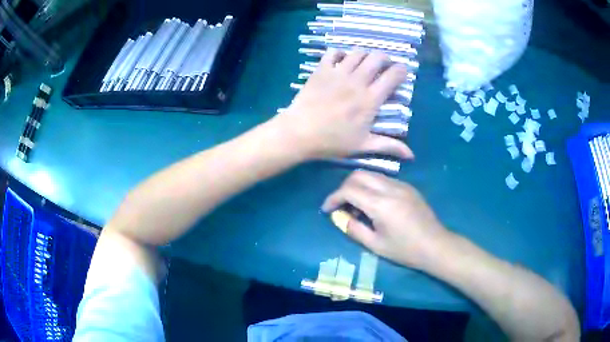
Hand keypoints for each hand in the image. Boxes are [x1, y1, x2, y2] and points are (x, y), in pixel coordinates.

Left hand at [274, 49, 412, 159]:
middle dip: (385, 58)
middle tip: (384, 66)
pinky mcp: (321, 70)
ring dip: (365, 55)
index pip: (393, 76)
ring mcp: (338, 73)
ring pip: (357, 53)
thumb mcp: (363, 145)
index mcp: (370, 99)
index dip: (401, 70)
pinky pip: (333, 52)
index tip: (402, 72)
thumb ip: (388, 146)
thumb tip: (411, 155)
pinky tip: (341, 60)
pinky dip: (340, 53)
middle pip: (377, 58)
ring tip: (365, 63)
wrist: (299, 132)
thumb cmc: (332, 141)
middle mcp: (357, 81)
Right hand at [322, 171, 449, 268]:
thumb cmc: (405, 250)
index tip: (327, 209)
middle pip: (359, 175)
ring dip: (358, 185)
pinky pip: (384, 179)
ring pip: (371, 174)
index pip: (349, 190)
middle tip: (341, 205)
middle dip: (344, 188)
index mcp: (381, 204)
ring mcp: (401, 185)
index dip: (333, 198)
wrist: (435, 245)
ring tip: (357, 205)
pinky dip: (372, 186)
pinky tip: (374, 204)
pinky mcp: (408, 187)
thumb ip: (353, 229)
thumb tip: (339, 217)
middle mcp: (390, 188)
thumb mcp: (375, 245)